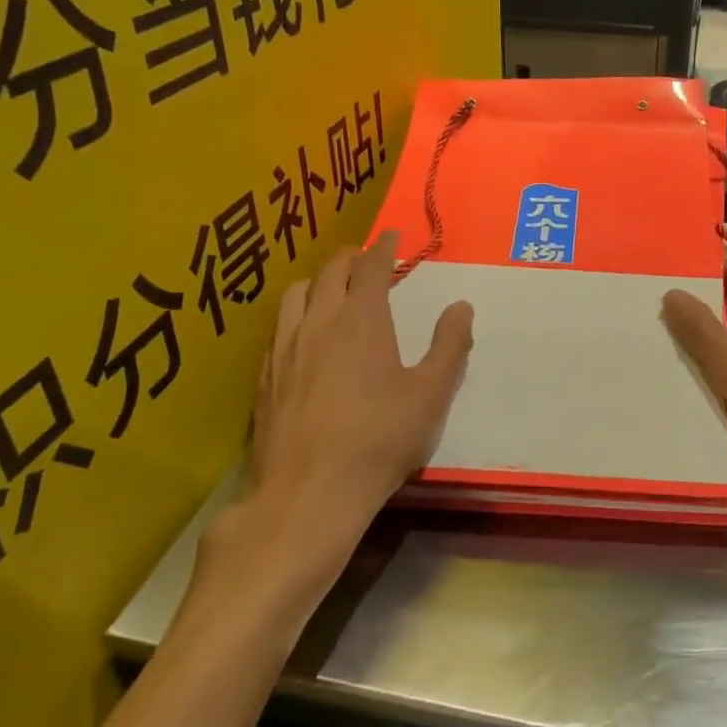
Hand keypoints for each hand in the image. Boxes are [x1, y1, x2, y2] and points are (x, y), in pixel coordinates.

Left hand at [199, 234, 473, 600]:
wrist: (308, 493)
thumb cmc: (380, 440)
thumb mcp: (430, 395)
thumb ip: (449, 346)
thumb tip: (461, 307)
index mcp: (361, 320)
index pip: (371, 266)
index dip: (383, 245)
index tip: (391, 233)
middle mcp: (319, 322)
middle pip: (330, 270)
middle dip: (350, 256)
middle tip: (366, 257)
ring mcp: (285, 348)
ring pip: (296, 293)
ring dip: (318, 280)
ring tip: (332, 289)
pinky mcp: (265, 376)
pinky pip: (279, 327)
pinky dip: (297, 314)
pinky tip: (304, 336)